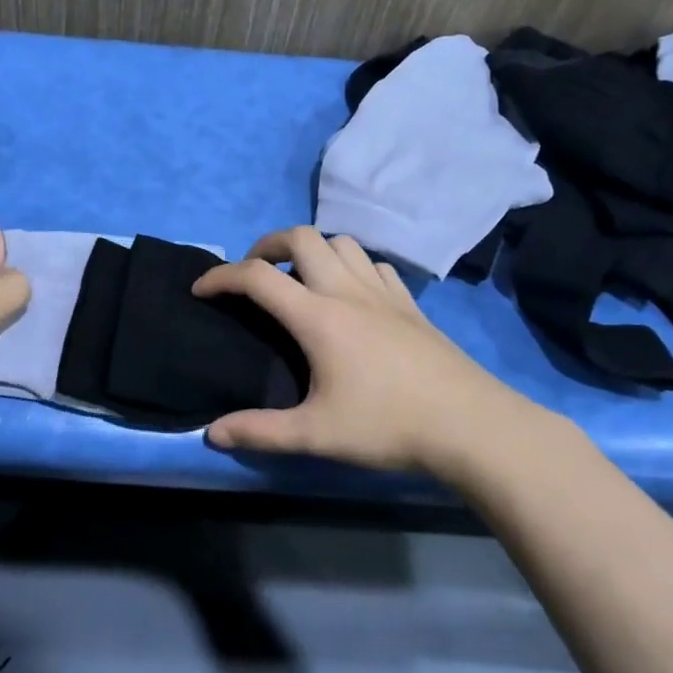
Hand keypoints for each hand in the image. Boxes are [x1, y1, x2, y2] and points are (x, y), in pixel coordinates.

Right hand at [192, 227, 546, 475]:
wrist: (471, 425)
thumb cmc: (388, 426)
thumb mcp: (315, 435)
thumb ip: (260, 432)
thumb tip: (211, 434)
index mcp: (318, 317)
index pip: (257, 277)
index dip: (221, 276)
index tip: (201, 290)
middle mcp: (347, 291)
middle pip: (301, 237)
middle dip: (266, 244)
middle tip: (254, 274)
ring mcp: (384, 293)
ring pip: (341, 242)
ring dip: (312, 249)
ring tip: (300, 280)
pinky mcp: (411, 304)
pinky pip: (374, 264)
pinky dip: (352, 265)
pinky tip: (352, 294)